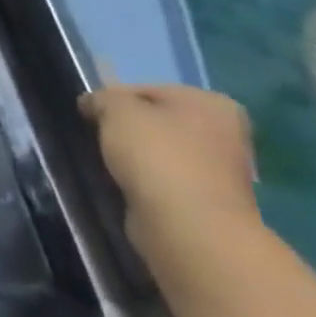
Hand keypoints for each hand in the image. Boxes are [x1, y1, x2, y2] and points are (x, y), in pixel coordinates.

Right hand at [80, 83, 258, 254]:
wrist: (188, 226)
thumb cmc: (157, 155)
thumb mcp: (116, 109)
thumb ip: (102, 98)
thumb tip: (94, 105)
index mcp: (211, 103)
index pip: (145, 90)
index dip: (111, 100)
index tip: (90, 116)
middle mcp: (225, 133)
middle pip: (155, 121)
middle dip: (125, 129)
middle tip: (97, 139)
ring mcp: (220, 171)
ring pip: (159, 152)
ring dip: (133, 157)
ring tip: (108, 165)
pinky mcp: (207, 201)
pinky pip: (163, 180)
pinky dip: (143, 181)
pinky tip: (126, 186)